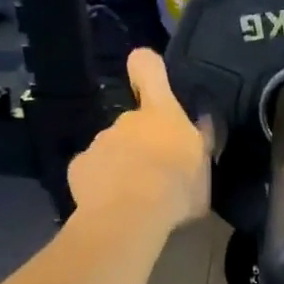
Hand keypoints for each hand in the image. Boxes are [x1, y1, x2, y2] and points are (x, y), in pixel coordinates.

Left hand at [67, 49, 212, 229]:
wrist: (131, 216)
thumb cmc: (177, 189)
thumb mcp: (204, 169)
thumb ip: (201, 144)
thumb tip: (202, 124)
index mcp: (160, 114)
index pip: (148, 68)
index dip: (146, 67)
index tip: (146, 74)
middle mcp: (126, 120)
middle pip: (133, 123)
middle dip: (141, 143)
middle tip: (156, 175)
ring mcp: (99, 142)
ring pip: (112, 149)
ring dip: (122, 166)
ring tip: (135, 198)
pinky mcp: (79, 167)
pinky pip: (93, 171)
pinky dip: (100, 184)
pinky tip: (112, 206)